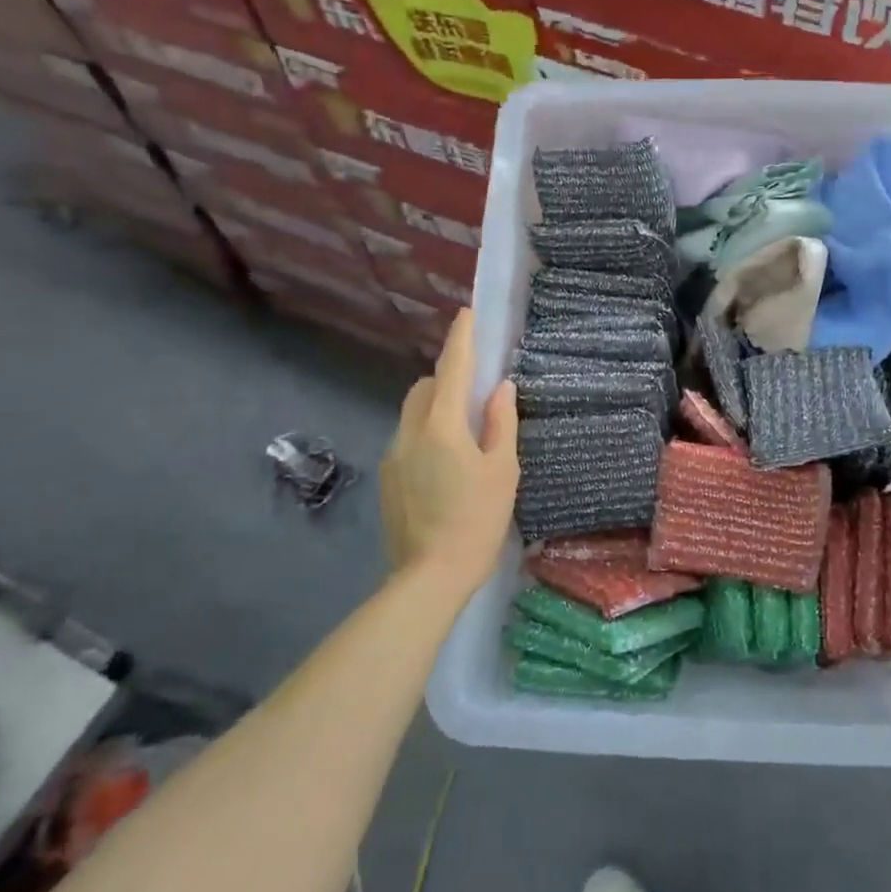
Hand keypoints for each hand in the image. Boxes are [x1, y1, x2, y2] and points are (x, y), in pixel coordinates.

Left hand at [379, 309, 518, 594]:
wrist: (428, 577)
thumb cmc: (476, 521)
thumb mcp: (502, 471)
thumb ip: (501, 424)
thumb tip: (500, 388)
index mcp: (441, 426)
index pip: (452, 369)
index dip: (461, 339)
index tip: (466, 313)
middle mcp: (409, 432)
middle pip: (424, 388)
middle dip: (447, 378)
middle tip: (476, 393)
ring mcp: (394, 456)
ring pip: (413, 414)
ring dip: (436, 408)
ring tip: (464, 435)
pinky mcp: (388, 479)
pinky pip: (408, 439)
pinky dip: (427, 435)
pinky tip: (446, 467)